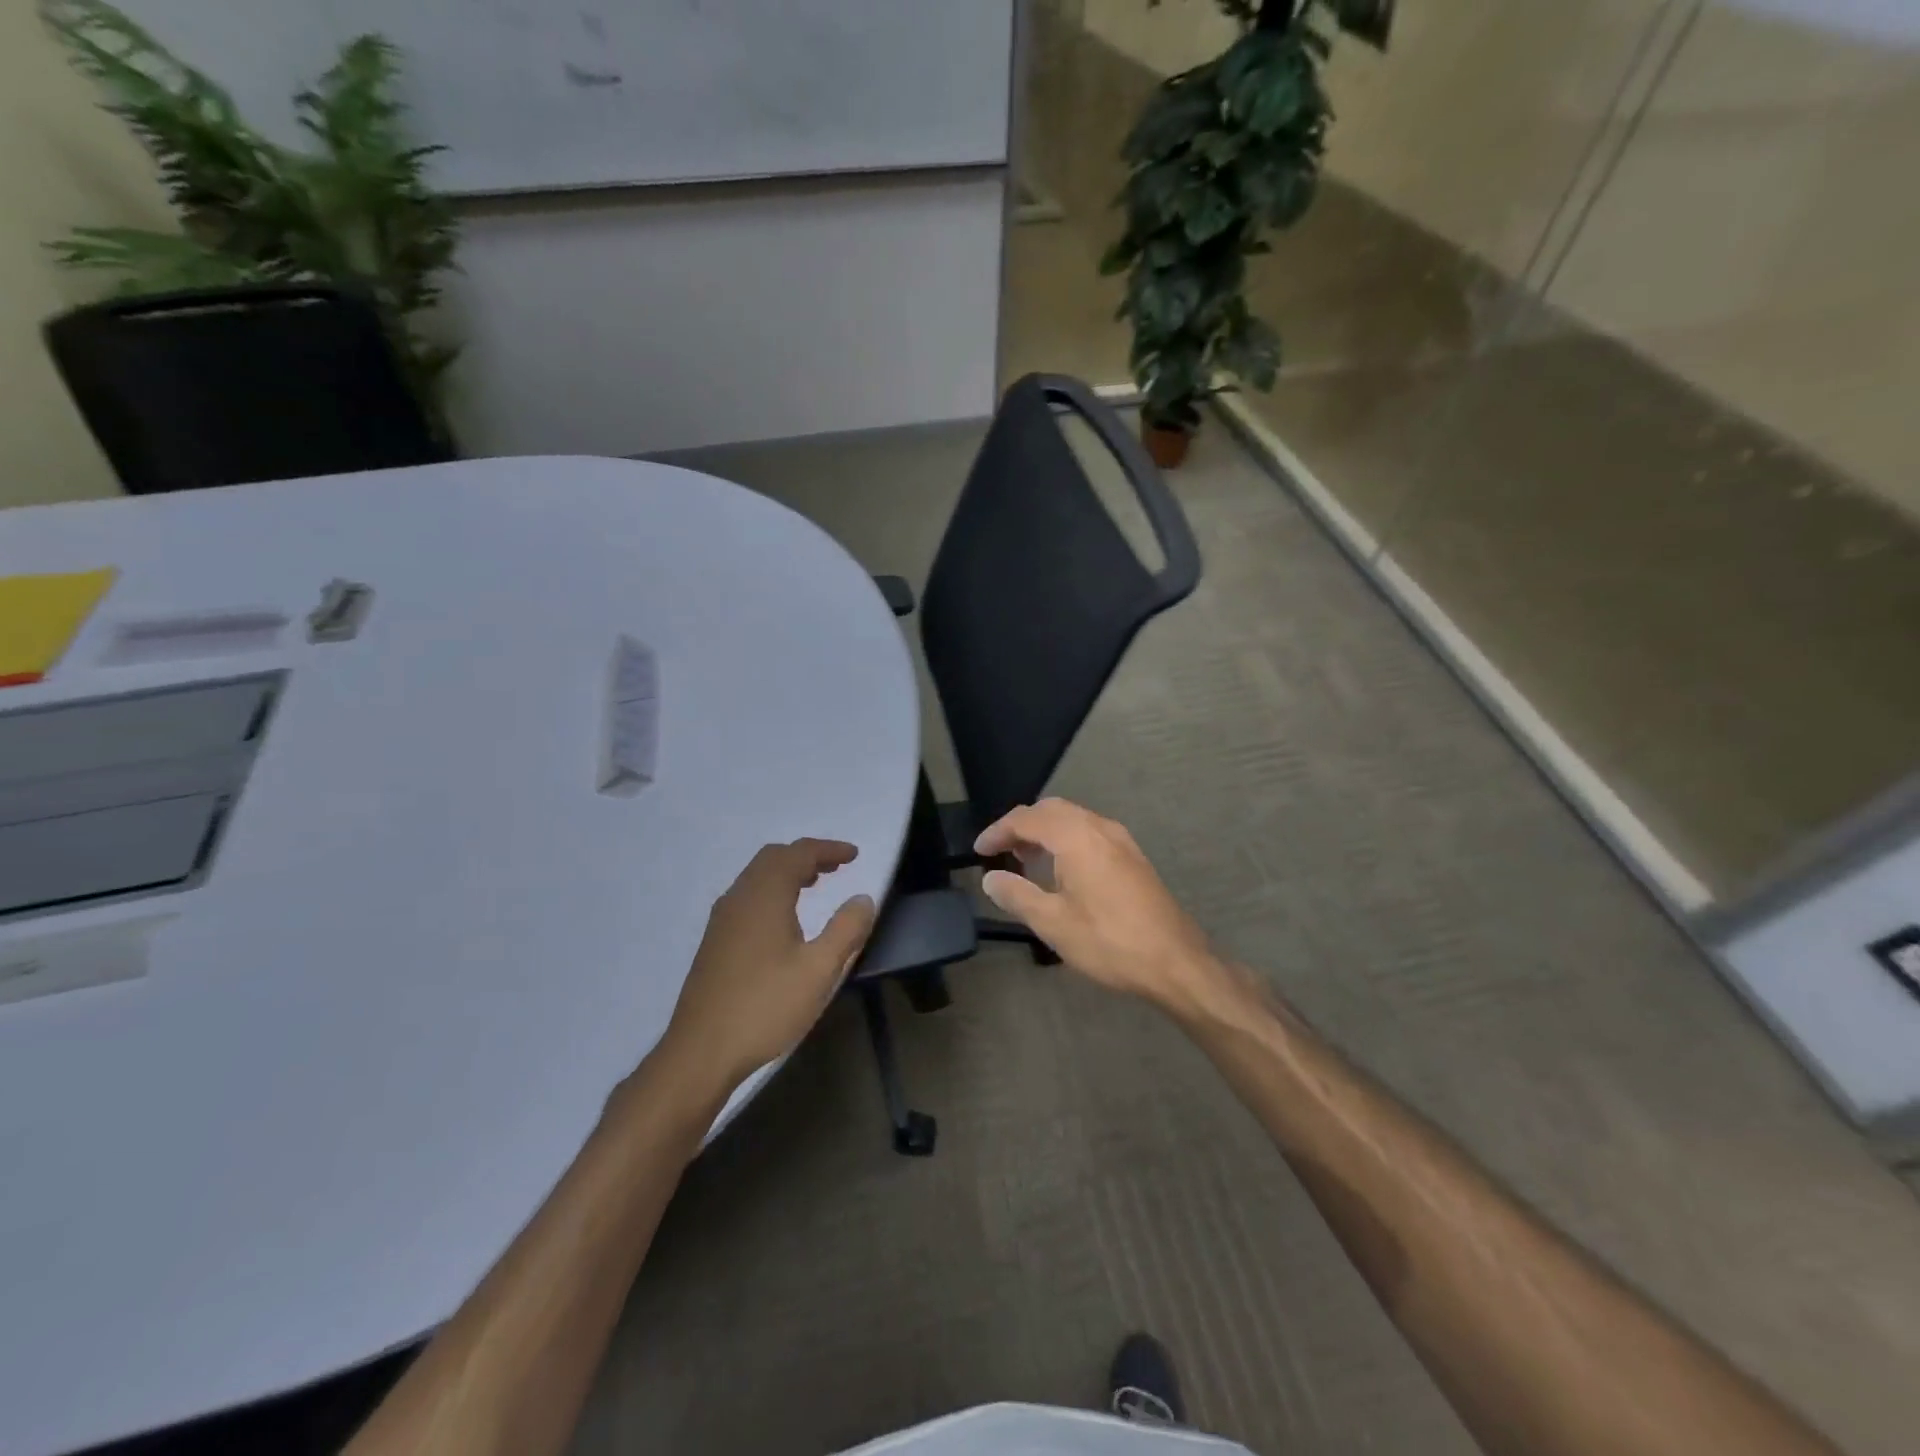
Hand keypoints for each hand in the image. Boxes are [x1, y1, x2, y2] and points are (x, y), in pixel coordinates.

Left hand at [659, 840, 876, 1098]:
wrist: (701, 1052)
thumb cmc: (765, 1007)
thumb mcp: (819, 971)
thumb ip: (846, 929)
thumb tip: (862, 899)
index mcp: (764, 896)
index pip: (798, 853)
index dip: (828, 849)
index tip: (854, 855)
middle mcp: (739, 898)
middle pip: (773, 858)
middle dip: (807, 856)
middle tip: (836, 867)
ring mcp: (722, 920)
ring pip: (757, 877)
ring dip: (788, 872)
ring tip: (815, 885)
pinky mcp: (715, 941)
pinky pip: (747, 896)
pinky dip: (772, 890)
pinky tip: (784, 919)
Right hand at [976, 798, 1227, 1018]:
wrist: (1176, 961)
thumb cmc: (1109, 942)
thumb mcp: (1053, 924)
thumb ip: (1016, 895)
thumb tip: (990, 879)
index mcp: (1076, 837)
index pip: (1027, 819)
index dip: (998, 831)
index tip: (979, 850)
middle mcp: (1099, 828)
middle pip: (1051, 810)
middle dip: (1022, 825)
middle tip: (1001, 851)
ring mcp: (1121, 840)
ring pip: (1073, 818)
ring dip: (1045, 831)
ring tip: (1026, 860)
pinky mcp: (1133, 856)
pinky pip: (1090, 831)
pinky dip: (1066, 839)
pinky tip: (1062, 870)